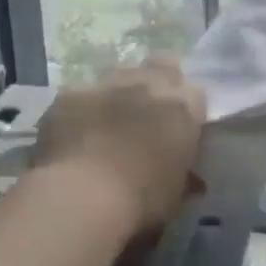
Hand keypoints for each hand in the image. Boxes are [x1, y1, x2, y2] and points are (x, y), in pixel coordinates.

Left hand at [32, 60, 206, 235]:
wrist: (81, 198)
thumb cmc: (141, 201)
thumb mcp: (176, 191)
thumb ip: (183, 173)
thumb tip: (188, 177)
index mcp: (183, 108)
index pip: (196, 93)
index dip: (187, 109)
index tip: (179, 128)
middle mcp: (149, 84)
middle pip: (162, 65)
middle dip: (158, 82)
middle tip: (147, 112)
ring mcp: (106, 84)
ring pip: (119, 74)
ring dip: (119, 92)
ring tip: (108, 122)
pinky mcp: (69, 93)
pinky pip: (80, 94)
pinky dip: (81, 110)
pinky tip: (73, 134)